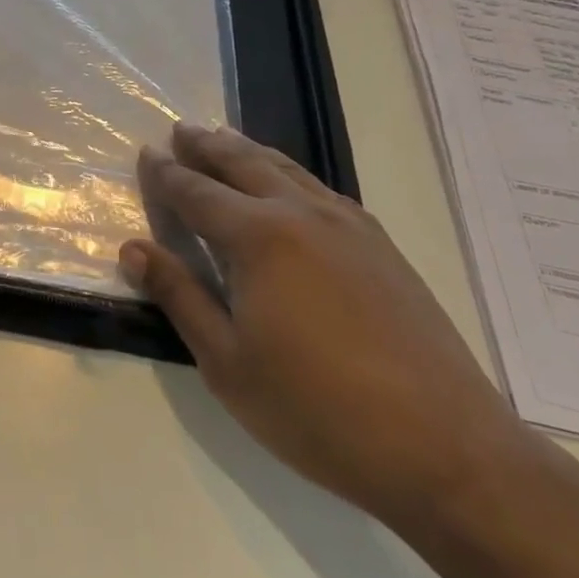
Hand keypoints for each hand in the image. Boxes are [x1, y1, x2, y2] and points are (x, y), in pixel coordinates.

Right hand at [124, 123, 547, 534]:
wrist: (445, 448)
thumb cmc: (317, 410)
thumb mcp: (227, 362)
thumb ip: (179, 295)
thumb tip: (132, 248)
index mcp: (258, 238)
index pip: (197, 192)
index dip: (167, 173)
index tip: (146, 153)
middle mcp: (301, 214)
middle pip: (243, 163)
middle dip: (206, 145)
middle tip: (180, 130)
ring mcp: (349, 226)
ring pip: (287, 169)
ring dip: (248, 151)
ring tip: (225, 140)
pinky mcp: (381, 245)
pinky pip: (321, 189)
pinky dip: (289, 174)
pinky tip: (289, 185)